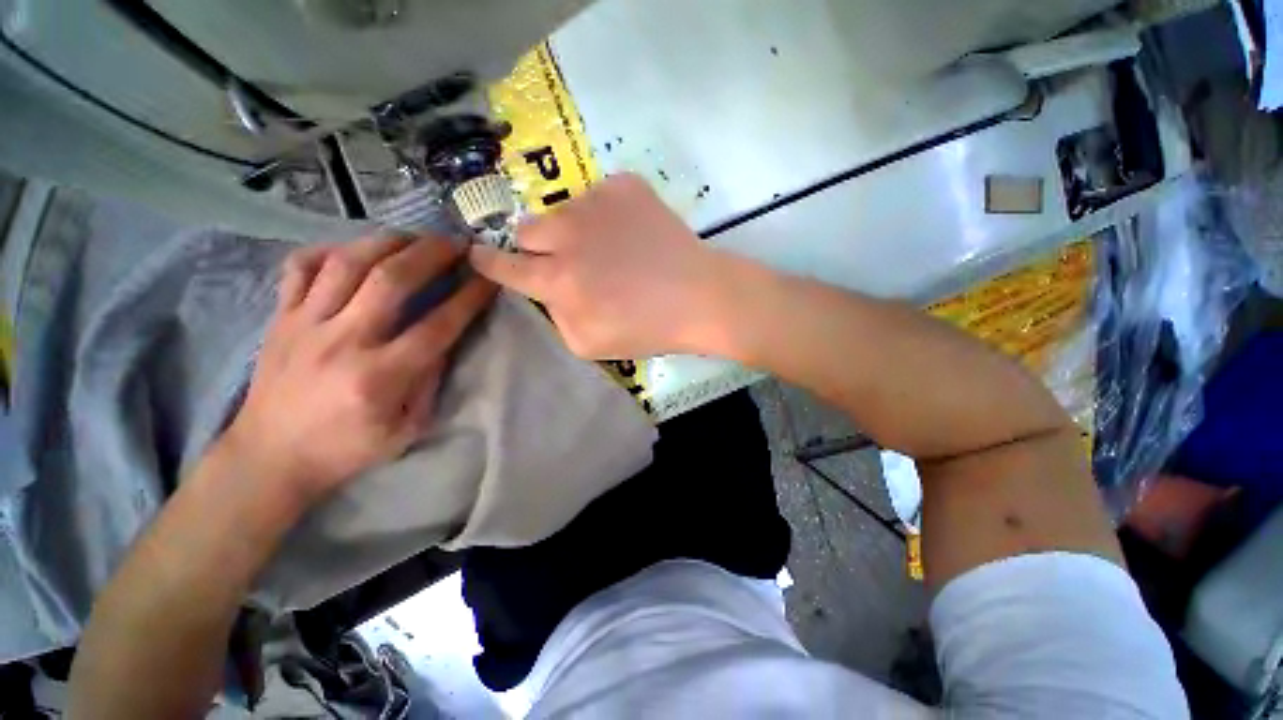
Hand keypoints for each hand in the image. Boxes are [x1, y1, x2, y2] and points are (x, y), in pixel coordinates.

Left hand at [221, 235, 495, 506]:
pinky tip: (355, 250)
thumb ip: (429, 382)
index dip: (469, 298)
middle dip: (432, 254)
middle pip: (391, 280)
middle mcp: (343, 341)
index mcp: (380, 376)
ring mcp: (305, 324)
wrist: (270, 456)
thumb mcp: (407, 429)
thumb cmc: (347, 449)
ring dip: (389, 242)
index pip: (437, 325)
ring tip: (415, 237)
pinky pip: (300, 267)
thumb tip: (444, 341)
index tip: (488, 278)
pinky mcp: (280, 318)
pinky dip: (329, 249)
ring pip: (348, 262)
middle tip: (456, 243)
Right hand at [468, 173, 727, 358]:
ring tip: (611, 250)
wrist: (699, 297)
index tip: (476, 253)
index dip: (488, 262)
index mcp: (557, 279)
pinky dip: (609, 214)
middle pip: (527, 230)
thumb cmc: (646, 329)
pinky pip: (600, 195)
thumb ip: (555, 316)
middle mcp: (567, 234)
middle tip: (569, 261)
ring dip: (575, 230)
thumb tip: (546, 291)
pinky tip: (632, 233)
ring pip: (563, 211)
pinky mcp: (625, 185)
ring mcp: (596, 202)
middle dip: (538, 247)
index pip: (504, 265)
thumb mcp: (588, 344)